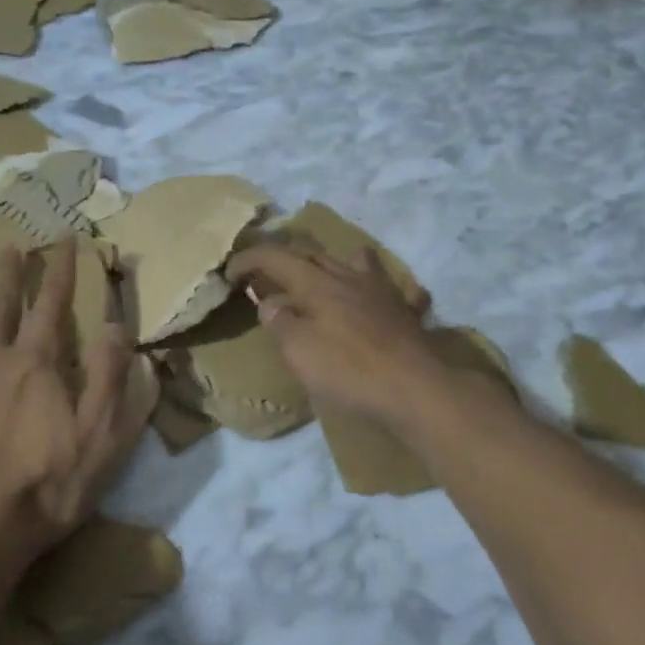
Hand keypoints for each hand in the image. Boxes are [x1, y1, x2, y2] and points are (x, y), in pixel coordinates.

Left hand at [0, 240, 146, 565]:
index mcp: (37, 363)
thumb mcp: (101, 435)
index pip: (53, 304)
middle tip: (12, 247)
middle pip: (2, 306)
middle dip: (11, 275)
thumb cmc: (46, 485)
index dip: (63, 270)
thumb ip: (112, 377)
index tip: (68, 240)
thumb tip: (117, 325)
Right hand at [226, 243, 457, 429]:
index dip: (250, 259)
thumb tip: (271, 302)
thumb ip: (281, 322)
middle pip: (316, 255)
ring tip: (329, 273)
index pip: (277, 258)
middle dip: (289, 259)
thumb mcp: (299, 350)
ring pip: (359, 263)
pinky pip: (399, 292)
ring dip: (338, 263)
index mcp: (318, 284)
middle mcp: (351, 278)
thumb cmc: (349, 370)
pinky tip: (390, 299)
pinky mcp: (408, 314)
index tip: (230, 271)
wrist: (414, 388)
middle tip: (271, 274)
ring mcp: (384, 293)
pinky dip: (387, 291)